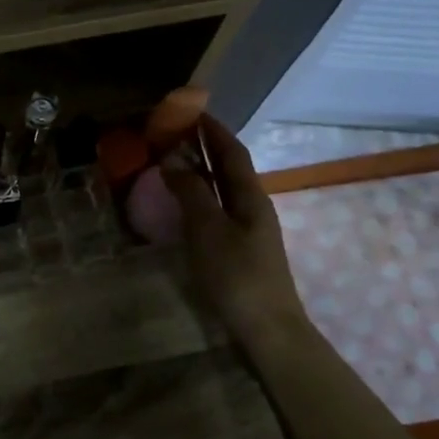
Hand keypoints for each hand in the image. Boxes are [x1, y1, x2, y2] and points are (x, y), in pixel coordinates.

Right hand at [162, 115, 308, 347]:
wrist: (266, 327)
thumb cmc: (236, 275)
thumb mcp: (208, 229)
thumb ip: (190, 192)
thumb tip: (172, 159)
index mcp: (251, 197)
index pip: (232, 152)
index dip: (213, 130)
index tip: (191, 111)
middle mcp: (253, 207)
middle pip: (229, 168)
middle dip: (206, 147)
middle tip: (175, 132)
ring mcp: (248, 230)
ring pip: (223, 189)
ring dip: (201, 171)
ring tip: (174, 160)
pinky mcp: (239, 250)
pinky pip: (217, 209)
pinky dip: (199, 196)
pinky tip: (184, 203)